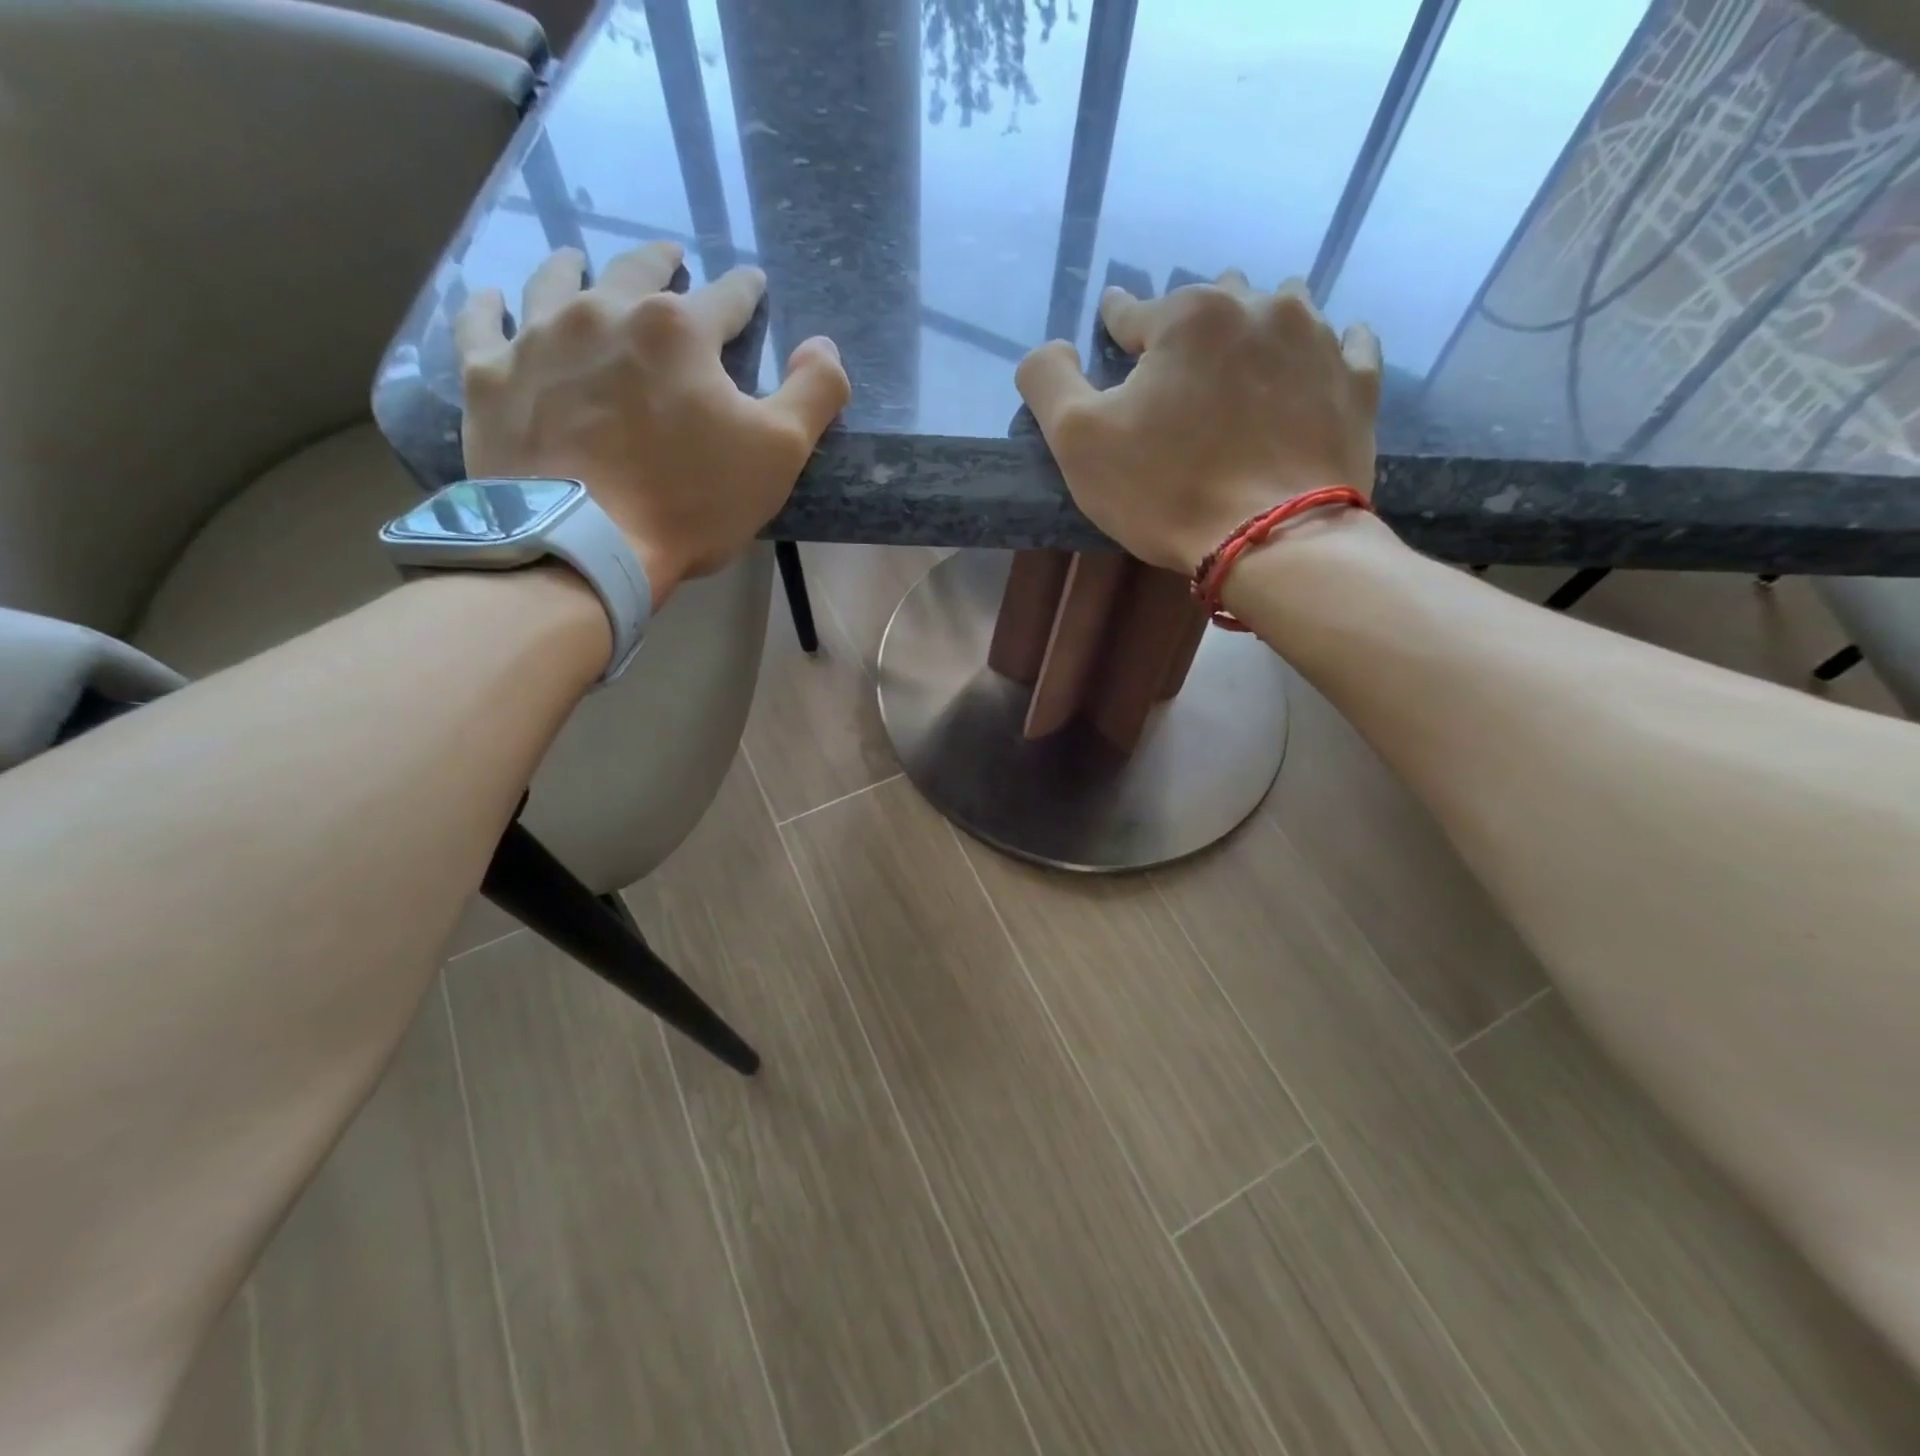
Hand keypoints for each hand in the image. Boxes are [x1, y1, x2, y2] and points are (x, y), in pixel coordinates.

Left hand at [455, 243, 849, 606]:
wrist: (585, 547)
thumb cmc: (690, 501)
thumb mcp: (779, 453)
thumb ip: (814, 392)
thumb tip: (824, 344)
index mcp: (679, 330)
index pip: (725, 298)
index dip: (746, 291)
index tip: (753, 284)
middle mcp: (604, 312)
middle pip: (637, 271)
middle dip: (662, 262)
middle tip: (671, 255)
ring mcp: (538, 340)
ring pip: (554, 281)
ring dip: (574, 267)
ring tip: (580, 260)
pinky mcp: (489, 378)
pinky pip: (481, 324)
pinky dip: (489, 306)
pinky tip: (492, 298)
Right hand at [1015, 272, 1381, 573]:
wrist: (1272, 540)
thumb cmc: (1166, 490)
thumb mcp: (1077, 440)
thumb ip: (1048, 380)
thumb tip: (1052, 348)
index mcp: (1187, 315)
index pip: (1133, 311)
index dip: (1116, 332)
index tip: (1114, 340)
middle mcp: (1258, 306)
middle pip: (1210, 303)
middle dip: (1189, 332)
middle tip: (1178, 378)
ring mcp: (1317, 340)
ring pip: (1278, 310)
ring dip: (1253, 331)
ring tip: (1242, 372)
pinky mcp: (1356, 381)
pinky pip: (1343, 344)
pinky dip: (1320, 352)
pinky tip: (1308, 372)